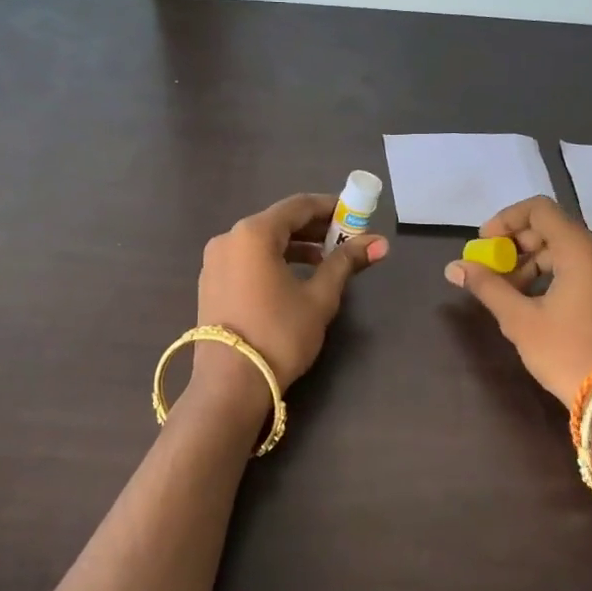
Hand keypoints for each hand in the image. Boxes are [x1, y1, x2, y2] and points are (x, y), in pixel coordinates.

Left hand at [193, 194, 387, 400]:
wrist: (231, 384)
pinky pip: (247, 260)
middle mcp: (228, 239)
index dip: (330, 207)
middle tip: (346, 240)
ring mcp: (214, 262)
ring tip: (326, 262)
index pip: (298, 206)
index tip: (355, 215)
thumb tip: (380, 243)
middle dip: (314, 229)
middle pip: (278, 222)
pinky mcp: (211, 284)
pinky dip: (273, 261)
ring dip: (295, 247)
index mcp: (253, 234)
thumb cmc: (279, 335)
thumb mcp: (319, 298)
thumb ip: (345, 263)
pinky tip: (295, 279)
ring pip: (262, 242)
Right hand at [445, 196, 591, 407]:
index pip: (540, 210)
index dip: (506, 220)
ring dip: (530, 264)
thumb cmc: (566, 352)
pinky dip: (551, 277)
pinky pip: (578, 271)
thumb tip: (454, 267)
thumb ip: (486, 286)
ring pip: (565, 252)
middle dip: (515, 246)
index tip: (484, 244)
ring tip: (507, 295)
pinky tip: (532, 305)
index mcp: (581, 251)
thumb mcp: (519, 319)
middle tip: (491, 272)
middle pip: (552, 230)